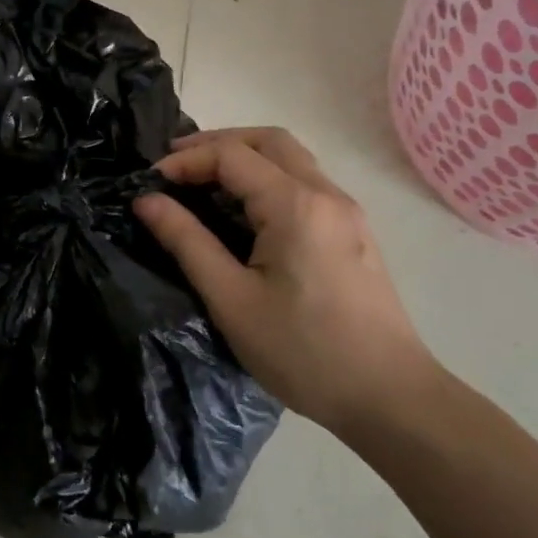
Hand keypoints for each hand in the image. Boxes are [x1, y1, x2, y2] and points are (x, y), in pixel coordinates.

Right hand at [133, 128, 439, 433]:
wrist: (390, 397)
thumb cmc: (303, 351)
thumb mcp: (231, 299)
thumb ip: (186, 241)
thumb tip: (147, 201)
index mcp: (295, 205)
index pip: (231, 155)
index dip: (186, 160)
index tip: (150, 183)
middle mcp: (326, 194)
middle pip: (268, 140)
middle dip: (216, 143)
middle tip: (175, 165)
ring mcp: (346, 212)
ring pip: (291, 159)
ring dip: (244, 158)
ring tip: (203, 183)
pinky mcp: (353, 233)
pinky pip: (305, 183)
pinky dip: (267, 179)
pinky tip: (244, 212)